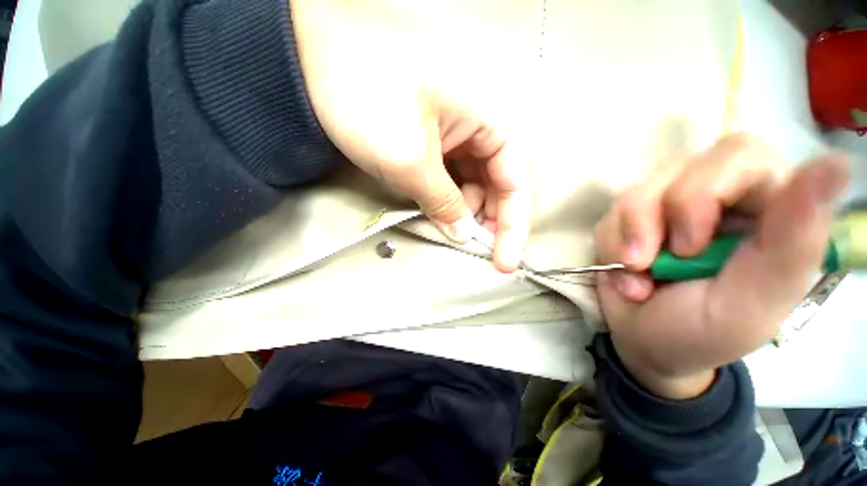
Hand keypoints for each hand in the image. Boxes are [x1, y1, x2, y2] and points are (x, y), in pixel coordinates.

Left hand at [289, 0, 532, 271]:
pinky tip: (432, 208)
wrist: (316, 45)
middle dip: (483, 220)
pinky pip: (453, 172)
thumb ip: (443, 203)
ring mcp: (461, 127)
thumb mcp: (410, 161)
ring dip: (461, 209)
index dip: (511, 229)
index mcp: (496, 118)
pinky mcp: (439, 132)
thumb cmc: (367, 93)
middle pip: (497, 185)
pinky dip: (446, 195)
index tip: (505, 264)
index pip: (516, 185)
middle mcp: (486, 122)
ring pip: (474, 181)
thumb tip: (462, 233)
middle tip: (467, 248)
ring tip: (442, 228)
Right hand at [594, 134, 849, 398]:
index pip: (740, 155)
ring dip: (626, 236)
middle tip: (649, 260)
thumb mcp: (754, 301)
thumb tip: (836, 164)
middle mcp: (716, 197)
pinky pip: (609, 216)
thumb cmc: (705, 332)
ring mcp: (666, 206)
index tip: (690, 245)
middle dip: (653, 216)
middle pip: (679, 166)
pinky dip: (610, 247)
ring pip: (635, 192)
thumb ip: (795, 241)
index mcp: (765, 208)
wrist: (647, 342)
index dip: (705, 190)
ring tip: (635, 274)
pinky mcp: (630, 220)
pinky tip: (624, 273)